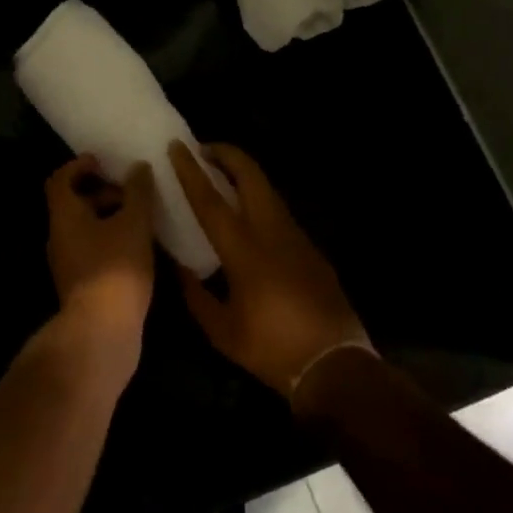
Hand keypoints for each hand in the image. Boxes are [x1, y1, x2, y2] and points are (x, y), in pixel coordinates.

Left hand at [45, 154, 156, 357]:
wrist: (102, 332)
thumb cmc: (115, 268)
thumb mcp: (134, 223)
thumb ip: (137, 192)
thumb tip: (138, 167)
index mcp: (64, 215)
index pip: (60, 179)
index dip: (79, 165)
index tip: (103, 162)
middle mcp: (58, 236)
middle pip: (73, 203)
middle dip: (101, 192)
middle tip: (131, 192)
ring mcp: (67, 263)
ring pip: (84, 228)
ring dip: (109, 218)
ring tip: (141, 219)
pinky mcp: (80, 284)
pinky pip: (91, 250)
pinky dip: (110, 240)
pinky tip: (138, 248)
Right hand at [169, 141, 372, 396]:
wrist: (336, 365)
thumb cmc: (271, 349)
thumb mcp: (222, 330)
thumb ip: (196, 295)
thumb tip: (181, 269)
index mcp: (243, 251)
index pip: (210, 200)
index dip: (191, 171)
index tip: (177, 147)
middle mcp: (271, 232)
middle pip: (250, 176)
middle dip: (227, 154)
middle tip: (203, 149)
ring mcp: (296, 236)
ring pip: (268, 189)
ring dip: (244, 174)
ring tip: (221, 175)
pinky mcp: (310, 248)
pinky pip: (278, 211)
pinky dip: (258, 198)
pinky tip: (248, 214)